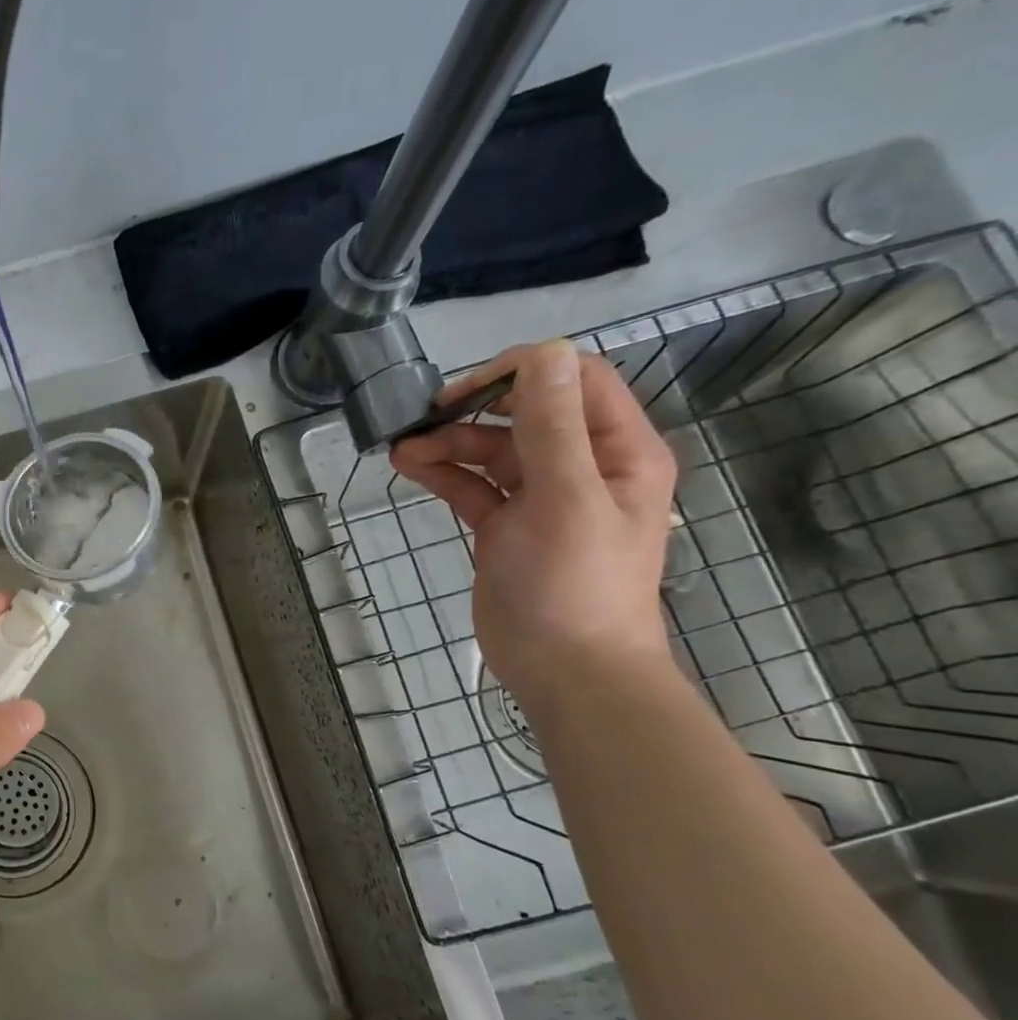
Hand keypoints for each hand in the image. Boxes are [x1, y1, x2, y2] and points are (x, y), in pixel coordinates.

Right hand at [389, 339, 678, 706]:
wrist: (566, 669)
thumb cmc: (574, 584)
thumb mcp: (565, 498)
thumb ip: (552, 426)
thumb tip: (545, 351)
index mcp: (617, 451)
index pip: (574, 381)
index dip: (521, 373)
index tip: (464, 390)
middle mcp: (582, 466)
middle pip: (525, 414)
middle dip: (474, 411)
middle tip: (424, 419)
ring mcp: (541, 499)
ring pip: (492, 452)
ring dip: (449, 444)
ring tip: (403, 450)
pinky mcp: (505, 528)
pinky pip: (473, 487)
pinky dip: (444, 474)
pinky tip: (410, 468)